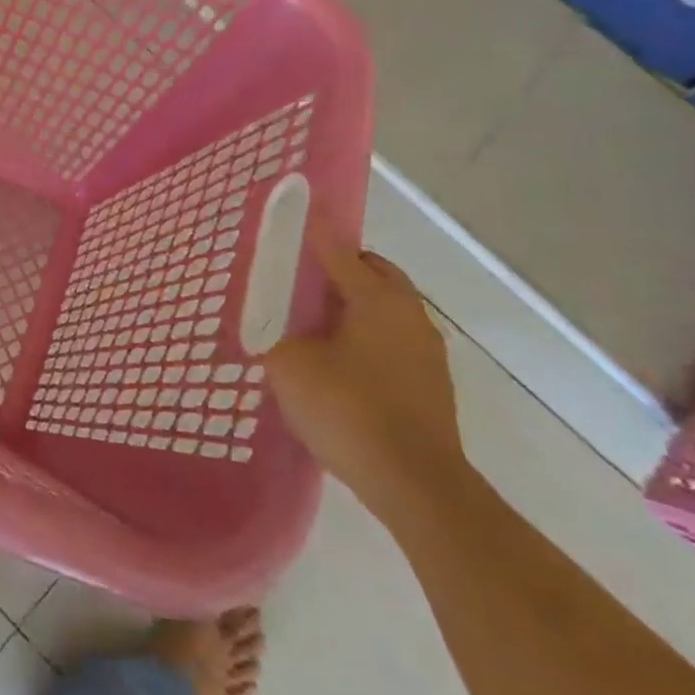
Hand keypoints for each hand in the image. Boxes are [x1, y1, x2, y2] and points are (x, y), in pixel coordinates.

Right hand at [264, 227, 469, 521]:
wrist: (416, 486)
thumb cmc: (349, 410)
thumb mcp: (290, 366)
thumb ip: (271, 333)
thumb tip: (263, 318)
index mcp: (376, 299)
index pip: (339, 249)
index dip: (314, 229)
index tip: (296, 209)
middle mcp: (408, 314)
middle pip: (374, 272)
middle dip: (341, 266)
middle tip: (301, 275)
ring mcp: (426, 350)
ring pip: (387, 307)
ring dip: (355, 302)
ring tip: (315, 320)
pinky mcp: (431, 383)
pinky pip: (393, 338)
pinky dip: (366, 334)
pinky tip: (339, 361)